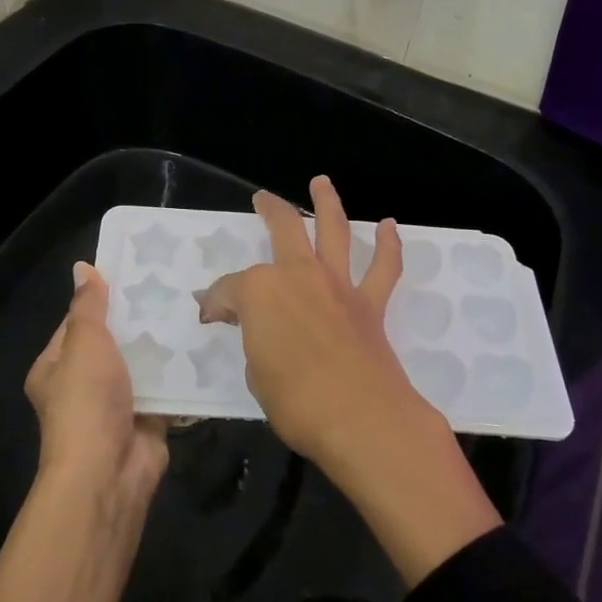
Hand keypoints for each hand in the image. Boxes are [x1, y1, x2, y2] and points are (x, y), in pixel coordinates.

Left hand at [0, 263, 167, 601]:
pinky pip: (166, 387)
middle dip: (139, 319)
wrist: (108, 473)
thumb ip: (88, 306)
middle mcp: (84, 384)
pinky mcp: (148, 418)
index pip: (78, 322)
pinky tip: (205, 344)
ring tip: (195, 306)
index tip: (135, 271)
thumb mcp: (83, 343)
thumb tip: (82, 267)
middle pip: (114, 341)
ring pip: (142, 363)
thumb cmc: (86, 401)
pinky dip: (181, 372)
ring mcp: (116, 403)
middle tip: (174, 285)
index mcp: (56, 366)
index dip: (102, 297)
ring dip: (163, 344)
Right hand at [196, 177, 416, 462]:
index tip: (210, 317)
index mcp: (260, 291)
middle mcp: (298, 274)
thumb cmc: (295, 401)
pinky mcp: (370, 304)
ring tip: (322, 182)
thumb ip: (254, 343)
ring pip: (334, 230)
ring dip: (327, 203)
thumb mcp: (255, 374)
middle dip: (270, 210)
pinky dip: (389, 245)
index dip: (215, 303)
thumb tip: (257, 332)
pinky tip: (390, 226)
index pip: (228, 290)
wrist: (361, 418)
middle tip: (262, 199)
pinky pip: (384, 267)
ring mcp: (337, 285)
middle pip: (284, 228)